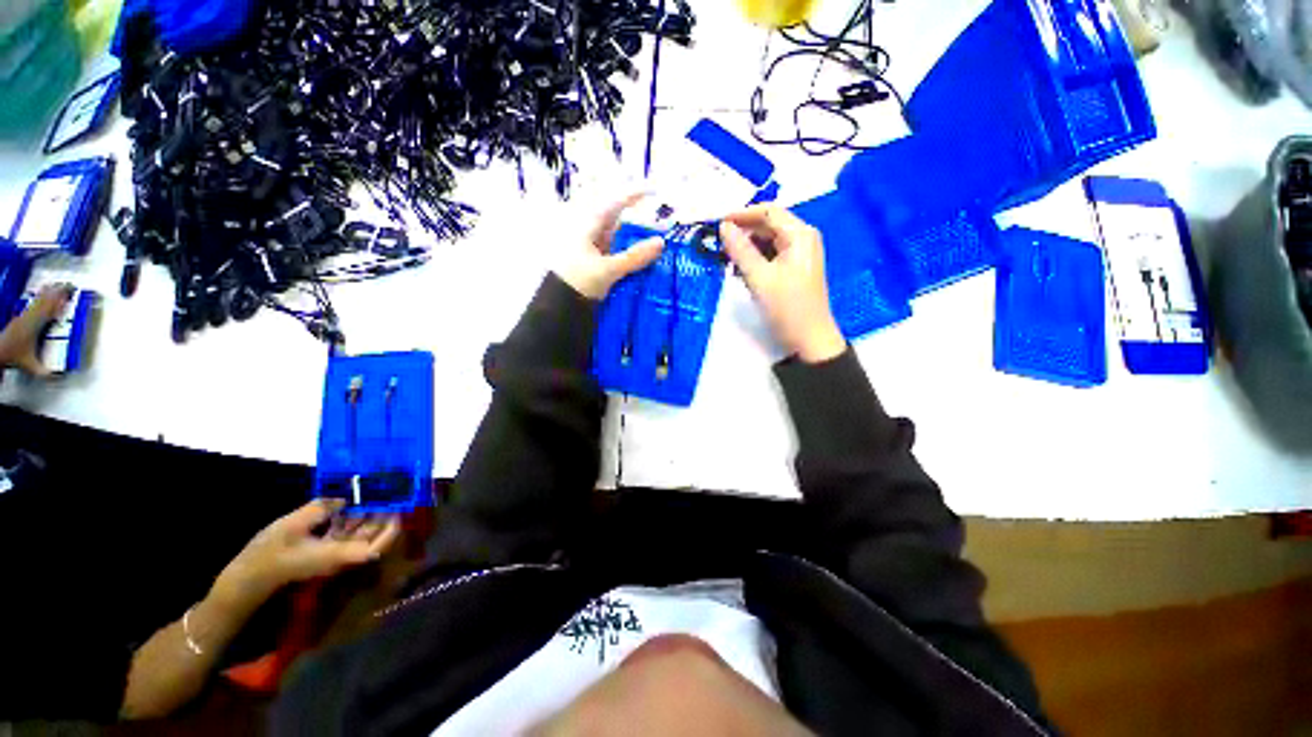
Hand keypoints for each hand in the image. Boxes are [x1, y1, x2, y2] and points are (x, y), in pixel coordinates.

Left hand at [0, 284, 73, 376]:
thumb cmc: (14, 357)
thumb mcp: (31, 366)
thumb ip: (45, 370)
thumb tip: (58, 375)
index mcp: (35, 326)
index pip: (50, 309)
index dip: (59, 302)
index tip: (69, 294)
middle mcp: (29, 318)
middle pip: (44, 302)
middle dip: (55, 294)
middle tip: (66, 286)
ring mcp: (23, 317)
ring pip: (38, 302)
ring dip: (48, 294)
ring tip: (55, 287)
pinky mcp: (20, 319)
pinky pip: (32, 305)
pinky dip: (39, 299)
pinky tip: (41, 297)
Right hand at [210, 499, 400, 612]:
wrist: (246, 579)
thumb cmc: (268, 554)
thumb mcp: (292, 526)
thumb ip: (321, 509)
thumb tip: (342, 497)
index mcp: (339, 554)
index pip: (376, 546)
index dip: (390, 529)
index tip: (397, 508)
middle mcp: (341, 556)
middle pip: (371, 536)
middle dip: (381, 515)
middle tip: (387, 491)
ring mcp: (331, 554)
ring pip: (359, 534)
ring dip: (366, 515)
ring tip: (371, 491)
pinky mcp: (321, 550)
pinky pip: (343, 534)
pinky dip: (349, 519)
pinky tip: (347, 501)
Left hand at [555, 193, 665, 299]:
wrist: (558, 307)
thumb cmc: (579, 282)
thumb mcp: (609, 270)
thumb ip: (635, 257)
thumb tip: (660, 243)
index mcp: (587, 226)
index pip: (614, 203)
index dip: (634, 194)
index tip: (654, 191)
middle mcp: (587, 231)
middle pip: (616, 218)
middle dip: (636, 218)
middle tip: (658, 221)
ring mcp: (588, 247)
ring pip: (614, 235)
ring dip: (632, 237)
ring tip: (654, 240)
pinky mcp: (591, 261)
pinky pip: (612, 250)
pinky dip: (626, 251)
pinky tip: (638, 257)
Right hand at [720, 206, 846, 363]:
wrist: (809, 340)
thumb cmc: (786, 307)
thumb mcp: (759, 277)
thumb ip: (740, 250)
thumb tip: (723, 226)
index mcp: (799, 235)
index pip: (768, 211)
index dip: (741, 214)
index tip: (717, 223)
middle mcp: (802, 239)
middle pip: (768, 225)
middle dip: (743, 232)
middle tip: (718, 244)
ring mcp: (799, 255)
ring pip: (767, 242)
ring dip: (746, 248)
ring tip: (725, 260)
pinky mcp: (794, 270)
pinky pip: (771, 256)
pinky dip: (754, 260)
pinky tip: (740, 271)